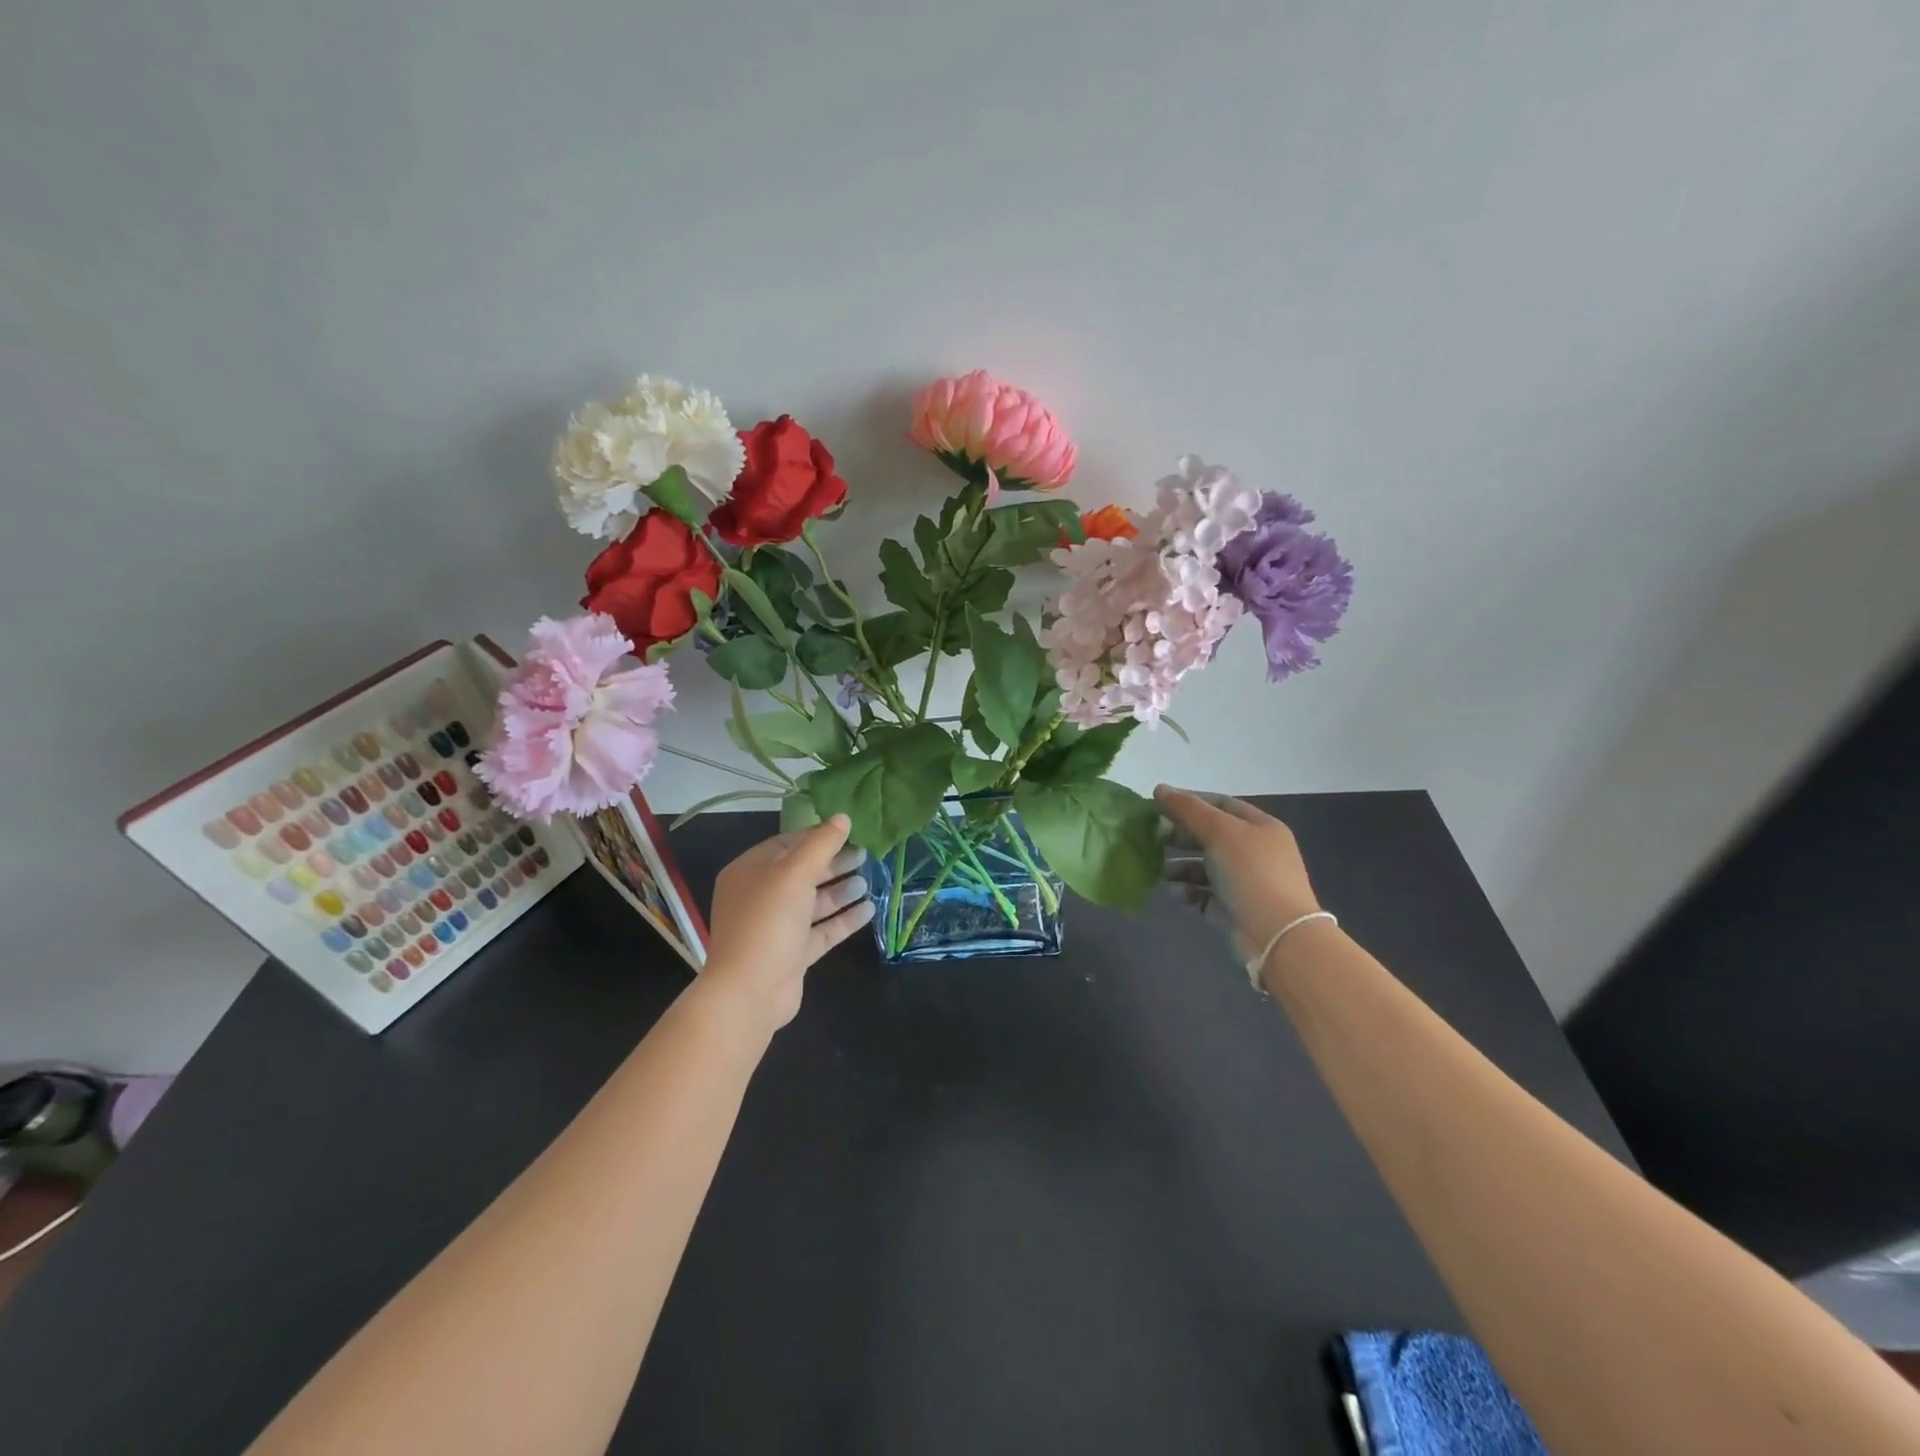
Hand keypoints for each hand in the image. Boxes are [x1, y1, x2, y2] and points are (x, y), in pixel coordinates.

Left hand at [700, 814, 872, 1032]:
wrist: (750, 991)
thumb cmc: (768, 921)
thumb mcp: (795, 873)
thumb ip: (821, 844)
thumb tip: (843, 817)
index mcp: (750, 872)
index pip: (786, 844)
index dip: (817, 837)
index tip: (849, 832)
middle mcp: (760, 897)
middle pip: (802, 873)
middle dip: (833, 864)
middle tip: (865, 855)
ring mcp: (776, 927)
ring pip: (813, 902)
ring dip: (841, 891)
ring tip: (869, 880)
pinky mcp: (792, 953)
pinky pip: (821, 930)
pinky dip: (843, 919)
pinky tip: (869, 909)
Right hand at [1155, 787, 1320, 962]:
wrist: (1277, 935)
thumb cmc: (1250, 872)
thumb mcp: (1219, 832)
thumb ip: (1188, 809)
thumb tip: (1159, 789)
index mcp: (1260, 827)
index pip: (1221, 804)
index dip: (1190, 802)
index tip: (1158, 805)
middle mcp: (1255, 852)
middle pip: (1211, 835)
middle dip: (1181, 836)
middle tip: (1153, 838)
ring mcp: (1246, 882)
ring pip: (1205, 867)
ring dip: (1180, 866)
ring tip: (1159, 870)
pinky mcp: (1235, 909)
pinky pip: (1205, 894)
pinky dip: (1188, 891)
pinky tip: (1175, 893)